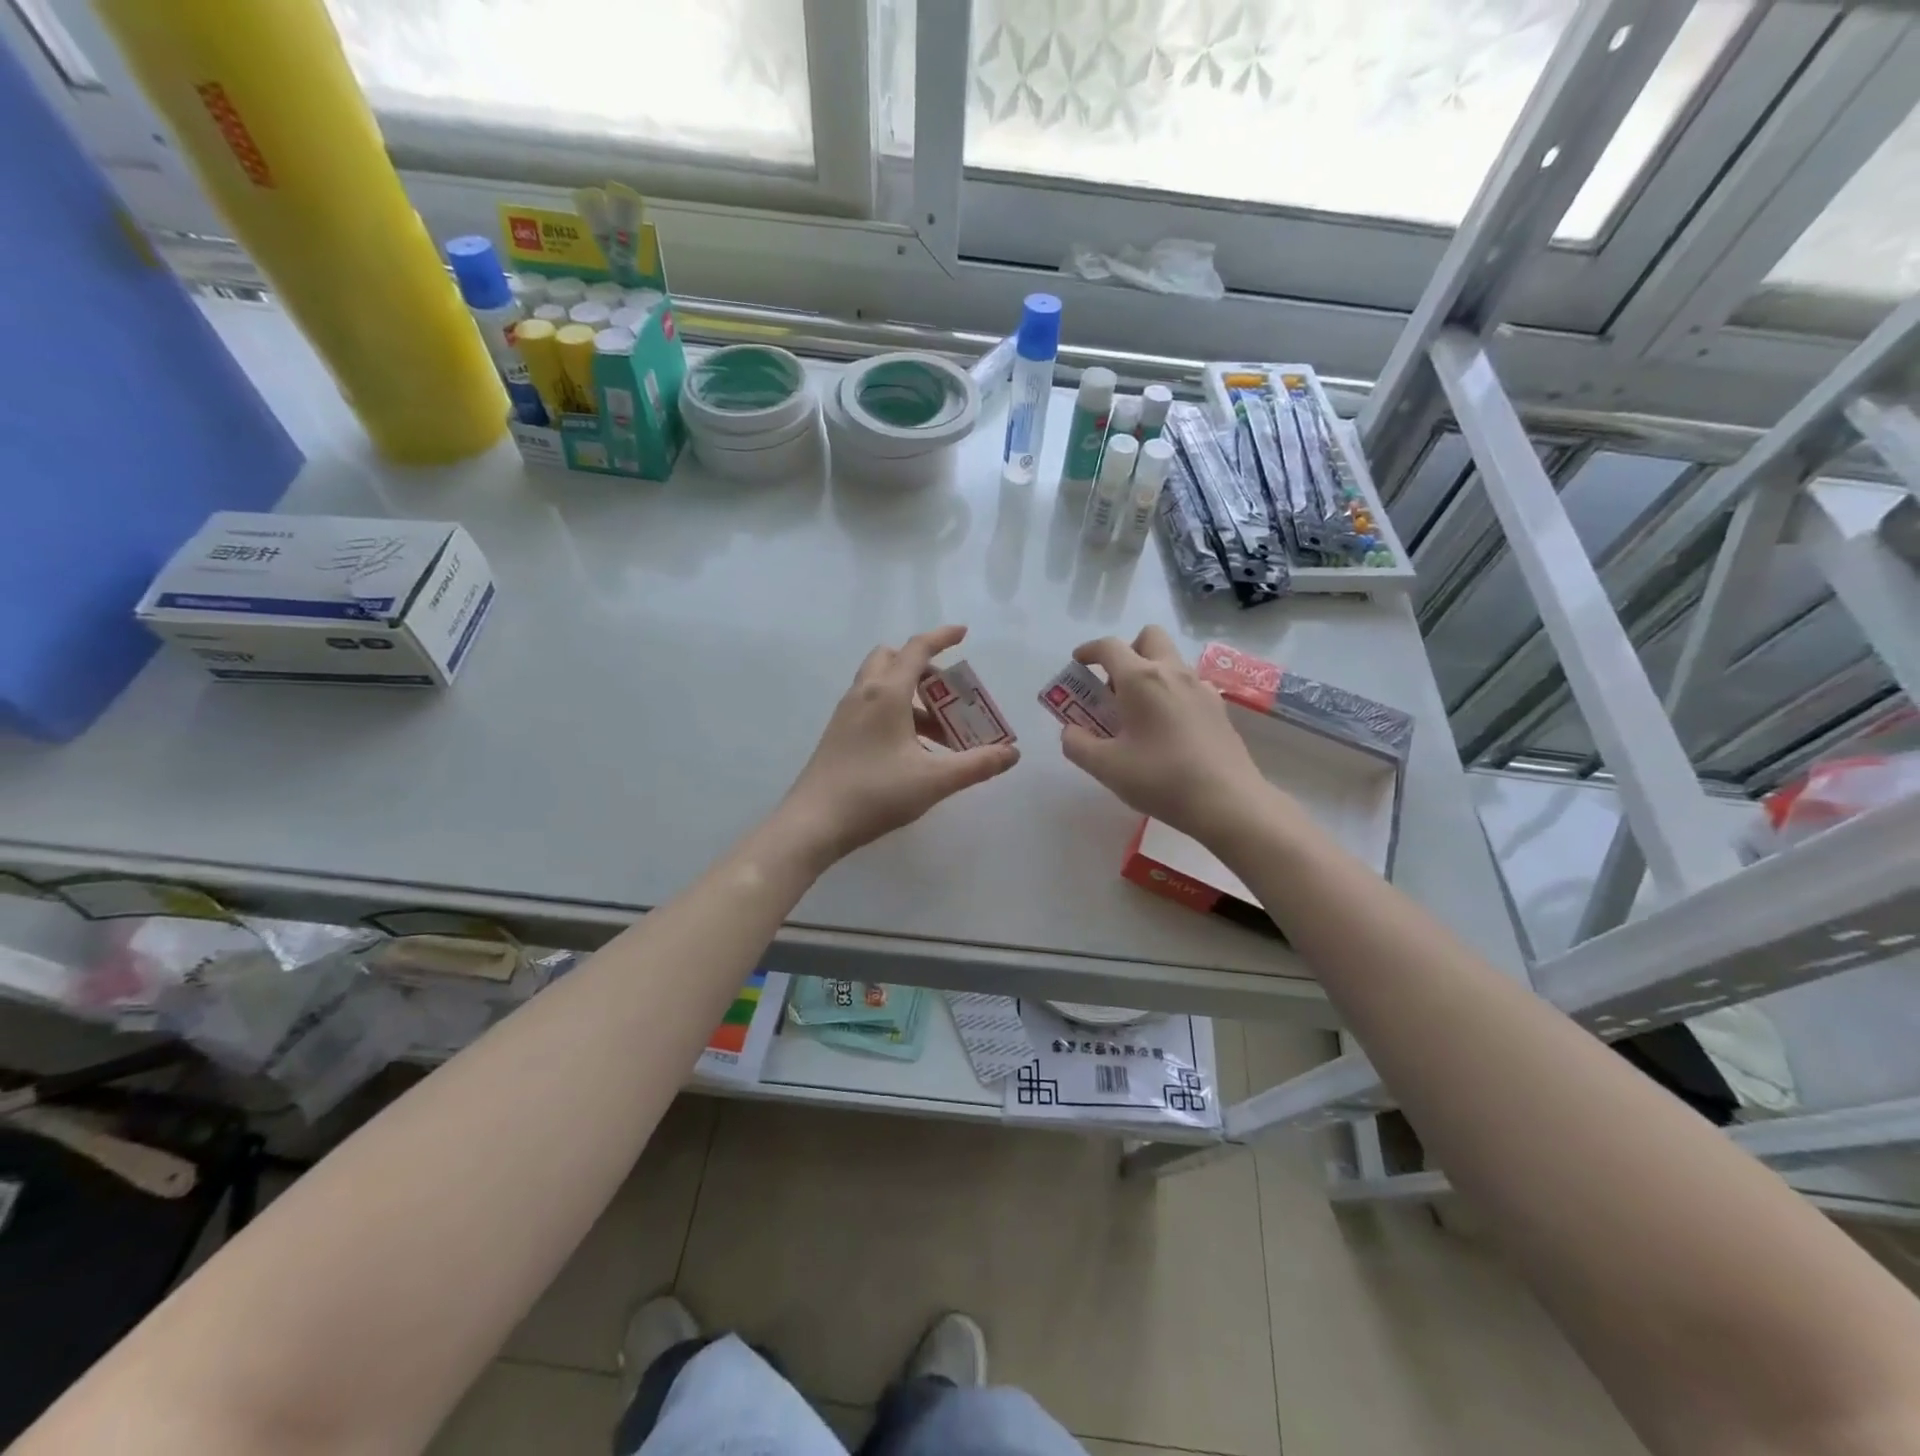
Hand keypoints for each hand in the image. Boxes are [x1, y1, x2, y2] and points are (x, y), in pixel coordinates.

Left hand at [777, 626, 1020, 864]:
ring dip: (911, 696)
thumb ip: (977, 765)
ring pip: (881, 685)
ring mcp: (846, 714)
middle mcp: (863, 694)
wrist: (813, 823)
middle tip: (948, 694)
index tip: (963, 633)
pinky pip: (871, 706)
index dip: (941, 637)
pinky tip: (911, 751)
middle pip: (892, 659)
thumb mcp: (934, 780)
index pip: (917, 650)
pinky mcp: (838, 734)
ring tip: (939, 734)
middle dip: (923, 667)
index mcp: (886, 694)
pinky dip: (895, 712)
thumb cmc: (875, 794)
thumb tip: (1012, 754)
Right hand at [1060, 626, 1279, 843]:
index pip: (1109, 647)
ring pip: (1171, 661)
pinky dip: (1171, 694)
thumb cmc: (1161, 779)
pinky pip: (1189, 686)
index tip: (1078, 663)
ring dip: (1150, 674)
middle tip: (1114, 687)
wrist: (1227, 802)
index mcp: (1141, 679)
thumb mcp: (1106, 767)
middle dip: (1127, 652)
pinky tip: (1167, 729)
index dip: (1089, 650)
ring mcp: (1201, 688)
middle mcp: (1173, 672)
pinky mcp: (1219, 709)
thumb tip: (1071, 731)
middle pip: (1149, 638)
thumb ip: (1078, 744)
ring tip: (1138, 714)